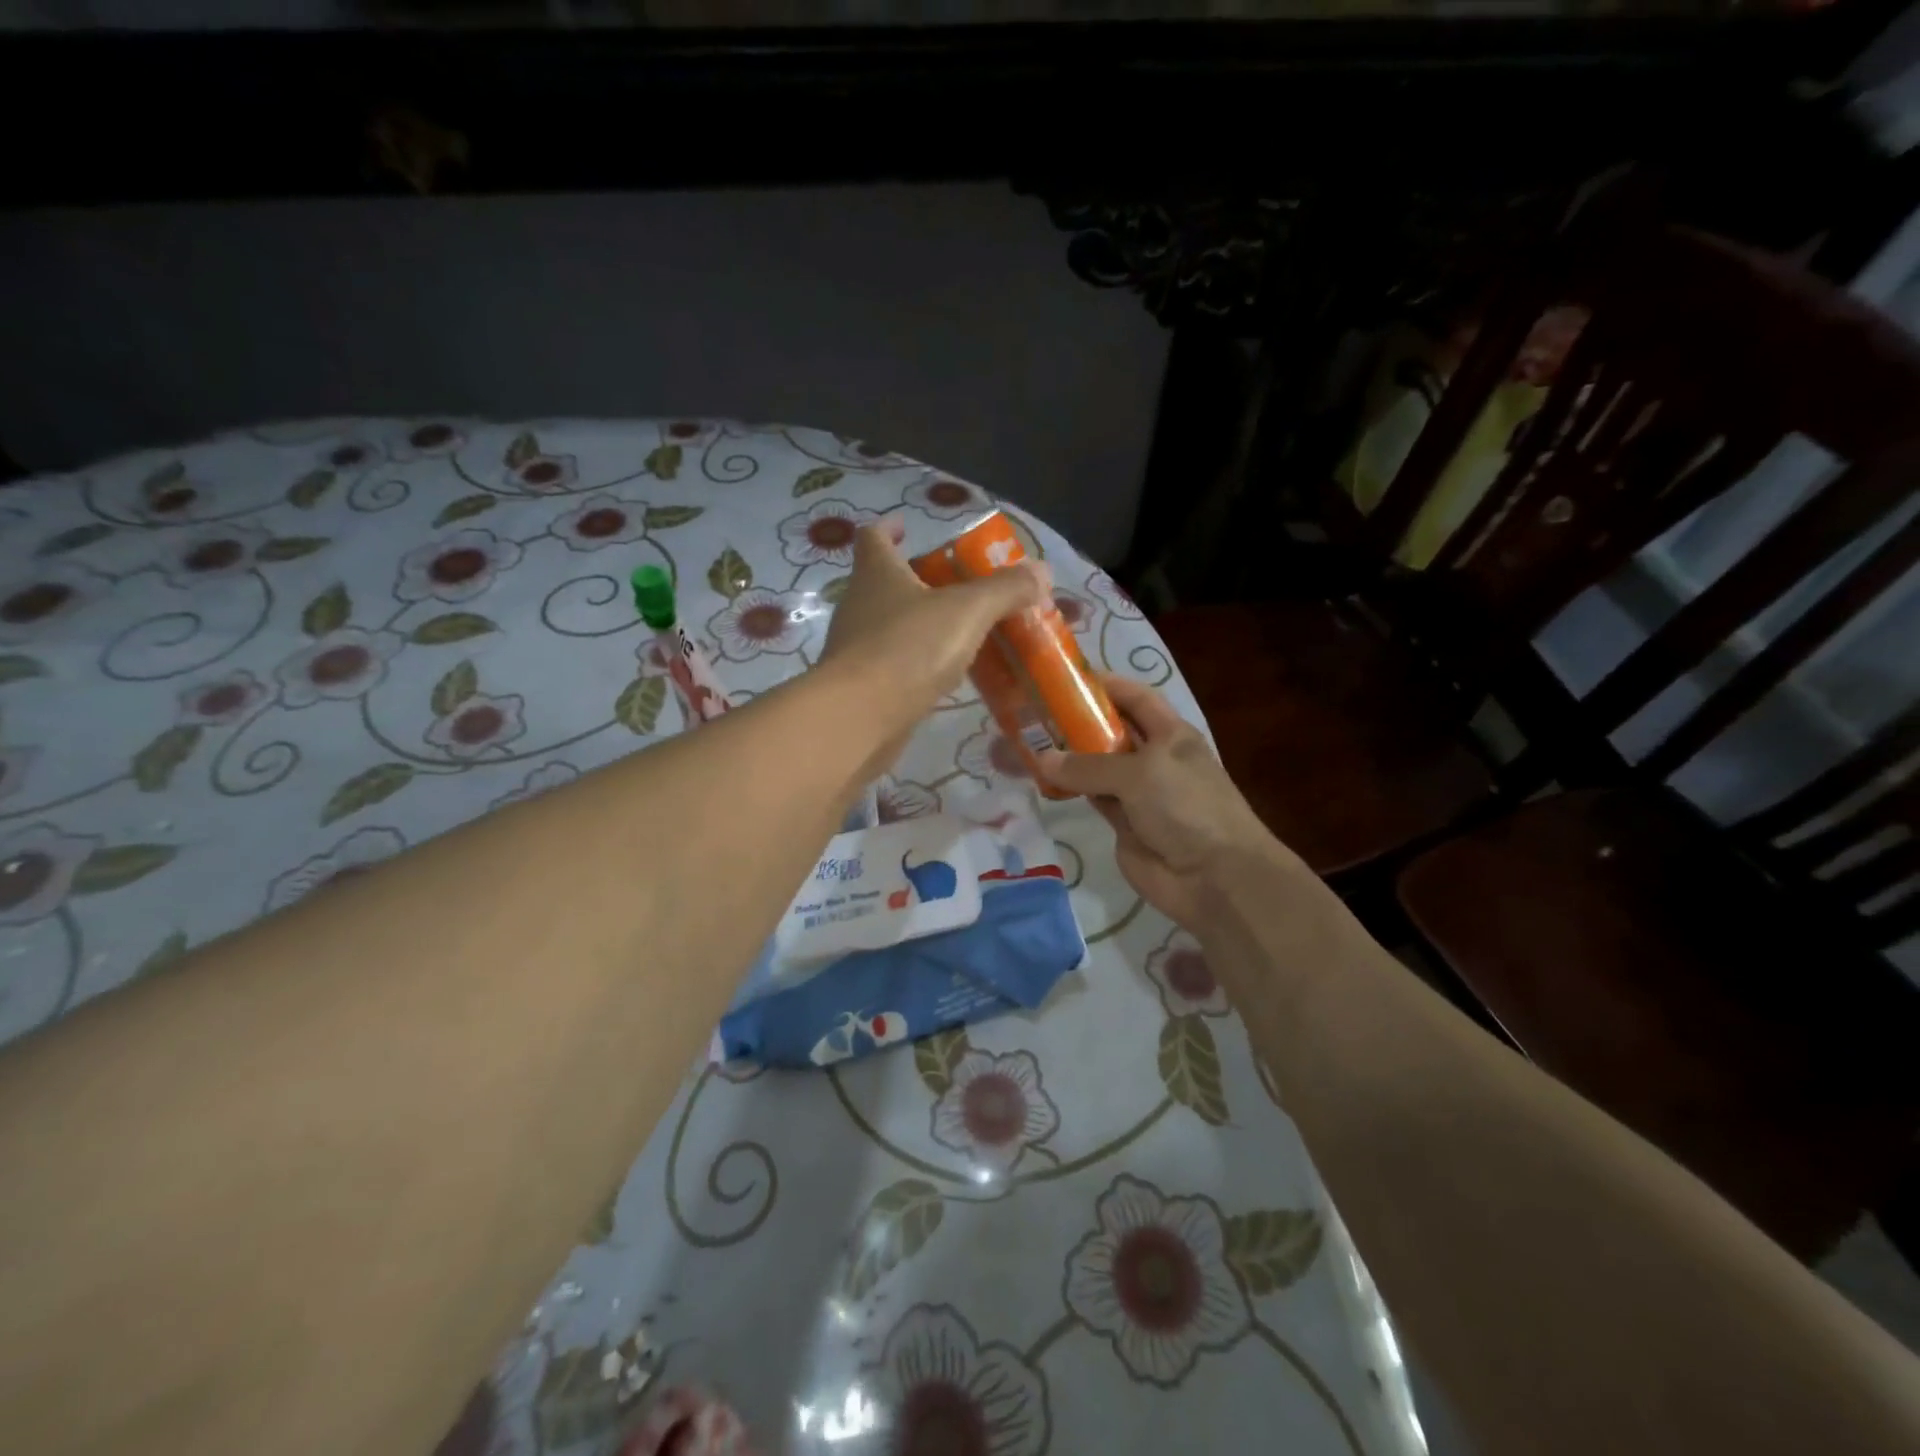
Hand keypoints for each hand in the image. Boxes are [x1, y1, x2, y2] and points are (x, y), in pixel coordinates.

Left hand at [822, 524, 1047, 762]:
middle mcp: (859, 606)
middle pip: (884, 583)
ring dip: (921, 625)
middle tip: (959, 587)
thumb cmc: (909, 648)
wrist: (859, 719)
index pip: (873, 537)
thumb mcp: (967, 611)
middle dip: (918, 581)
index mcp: (877, 574)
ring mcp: (856, 650)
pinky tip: (946, 677)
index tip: (906, 526)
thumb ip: (1005, 590)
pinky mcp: (861, 688)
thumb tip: (1041, 570)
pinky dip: (918, 665)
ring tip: (962, 633)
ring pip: (891, 627)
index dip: (889, 528)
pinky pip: (894, 666)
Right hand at [1037, 675, 1292, 930]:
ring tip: (1027, 740)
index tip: (1064, 678)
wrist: (1214, 877)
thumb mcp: (1140, 774)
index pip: (1135, 698)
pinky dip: (1070, 788)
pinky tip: (1042, 778)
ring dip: (1068, 756)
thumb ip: (1089, 766)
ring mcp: (1138, 793)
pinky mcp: (1123, 823)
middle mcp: (1154, 758)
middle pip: (1111, 730)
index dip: (1105, 684)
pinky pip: (1092, 797)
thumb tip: (1041, 759)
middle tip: (1033, 710)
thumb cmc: (1187, 807)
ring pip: (1097, 766)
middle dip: (1077, 720)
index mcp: (1171, 734)